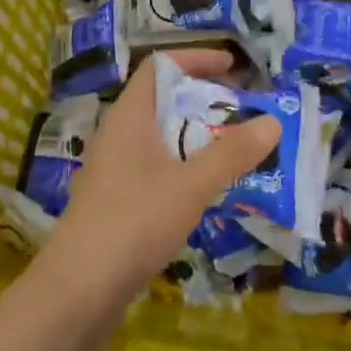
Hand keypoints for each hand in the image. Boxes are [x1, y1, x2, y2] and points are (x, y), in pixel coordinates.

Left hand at [39, 49, 279, 315]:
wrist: (77, 292)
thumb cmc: (133, 221)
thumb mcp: (190, 185)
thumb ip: (231, 154)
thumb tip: (272, 121)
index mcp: (129, 114)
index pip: (160, 65)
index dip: (195, 59)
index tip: (232, 67)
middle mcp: (118, 132)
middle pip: (162, 99)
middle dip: (202, 101)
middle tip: (240, 112)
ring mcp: (113, 167)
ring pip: (159, 136)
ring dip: (194, 138)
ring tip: (231, 150)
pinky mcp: (114, 200)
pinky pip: (154, 166)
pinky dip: (182, 167)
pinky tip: (204, 191)